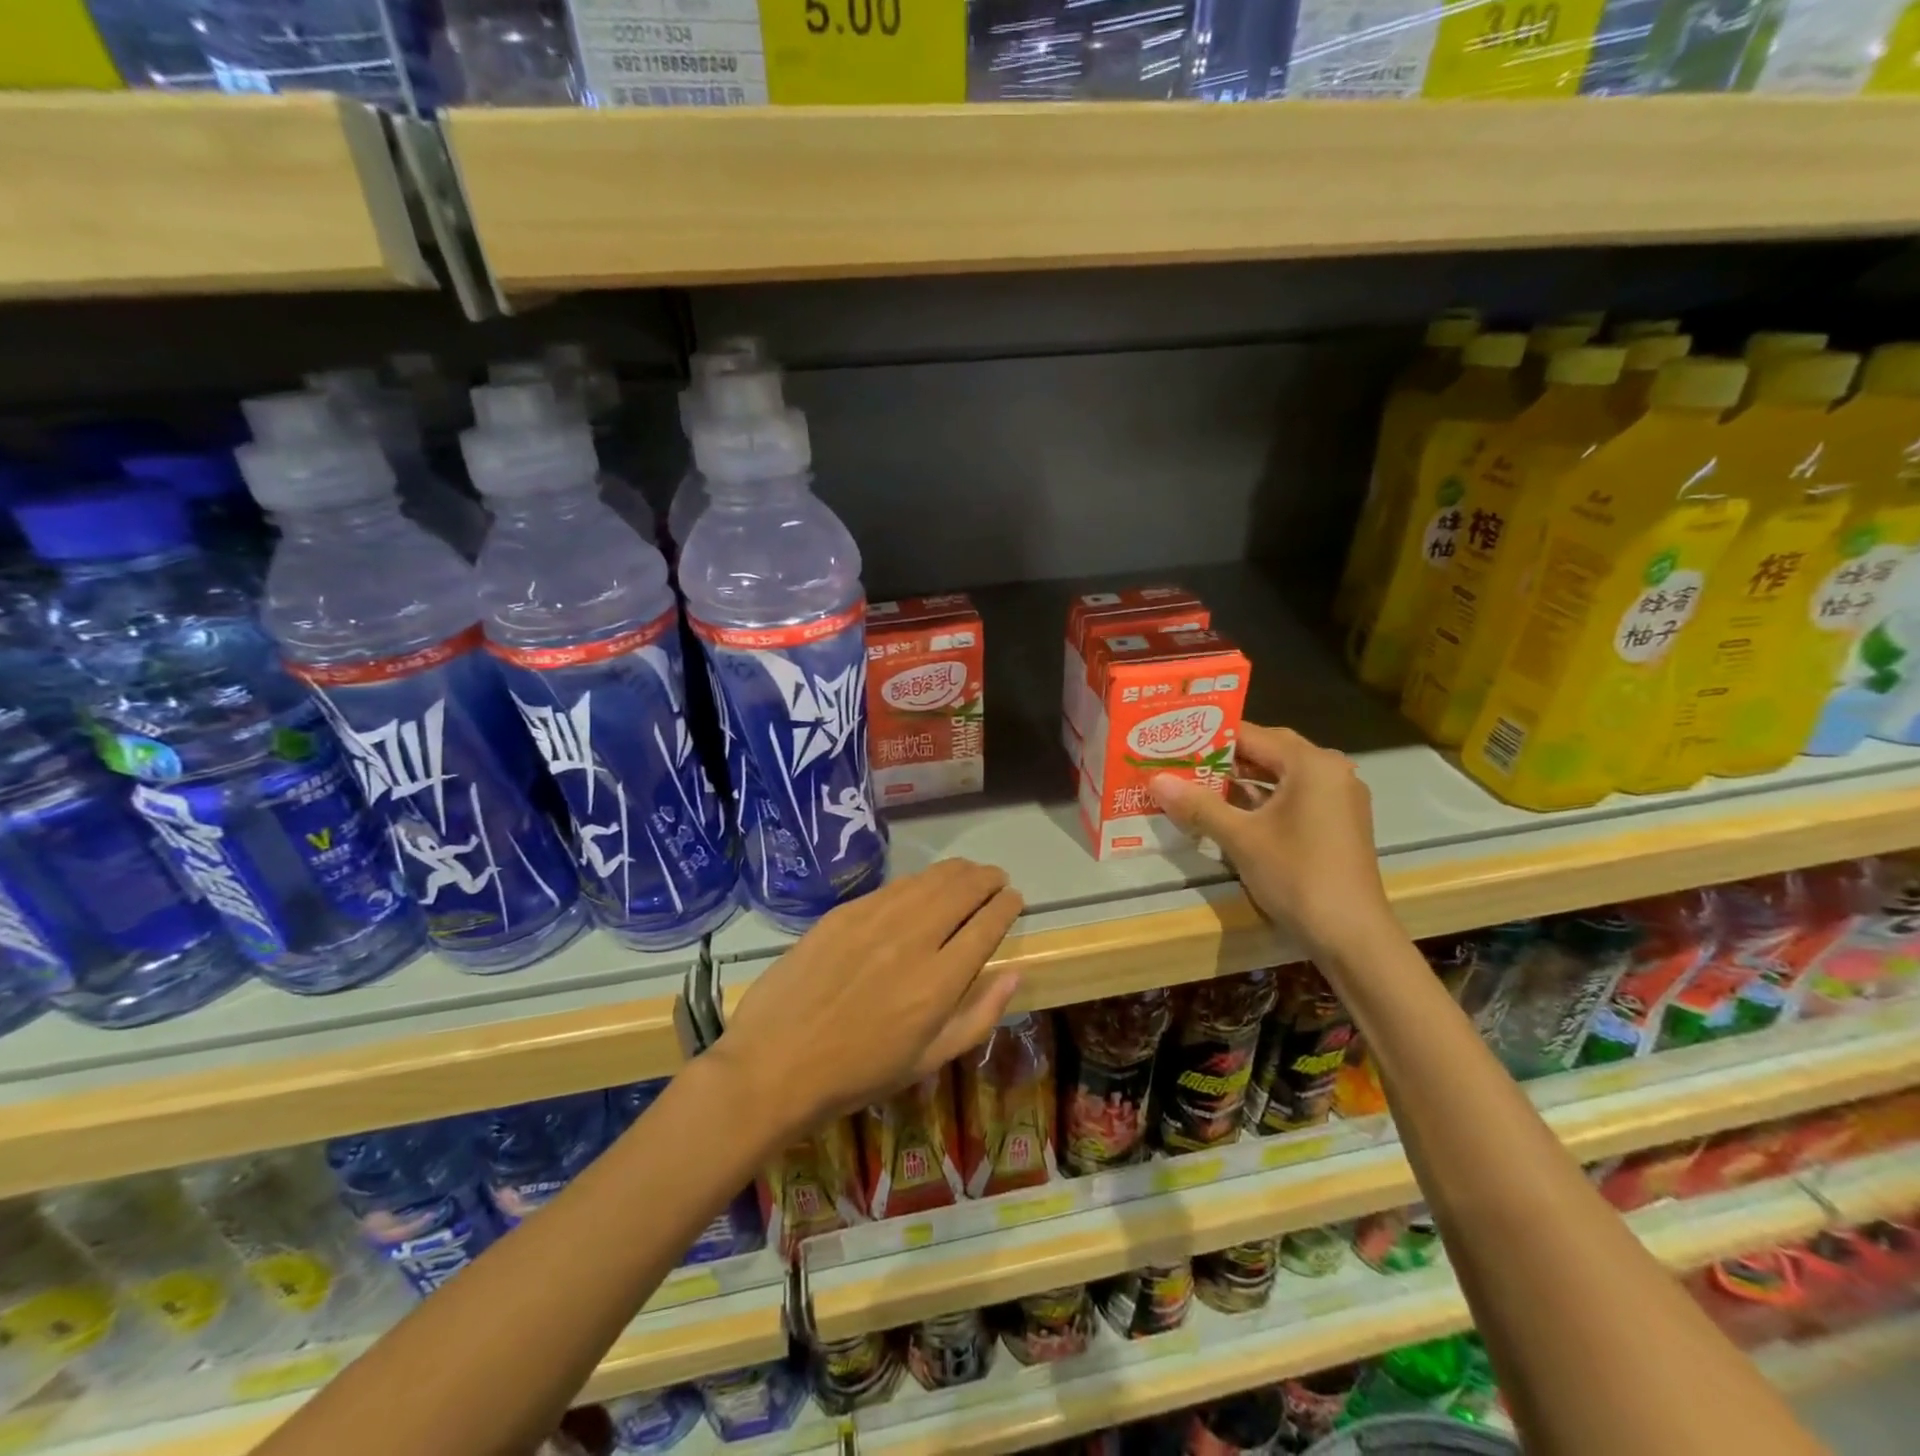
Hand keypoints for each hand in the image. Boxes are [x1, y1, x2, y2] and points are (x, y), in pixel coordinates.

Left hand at [711, 859, 1023, 1142]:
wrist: (775, 1063)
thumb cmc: (858, 1074)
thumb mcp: (928, 1061)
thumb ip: (978, 1017)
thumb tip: (1013, 974)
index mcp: (939, 983)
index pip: (986, 926)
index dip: (1006, 906)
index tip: (1014, 898)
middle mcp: (912, 940)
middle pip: (962, 891)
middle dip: (987, 879)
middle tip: (996, 878)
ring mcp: (875, 920)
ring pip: (929, 880)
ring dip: (957, 872)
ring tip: (969, 872)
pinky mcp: (844, 912)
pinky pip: (894, 886)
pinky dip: (919, 880)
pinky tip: (923, 885)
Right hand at [1150, 723, 1394, 962]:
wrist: (1351, 935)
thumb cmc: (1297, 875)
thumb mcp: (1240, 838)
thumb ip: (1198, 805)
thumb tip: (1155, 780)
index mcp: (1311, 763)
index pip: (1251, 734)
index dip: (1208, 738)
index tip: (1172, 742)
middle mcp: (1330, 769)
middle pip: (1267, 751)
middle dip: (1223, 758)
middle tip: (1179, 761)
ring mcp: (1338, 796)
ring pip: (1280, 775)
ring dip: (1241, 779)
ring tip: (1196, 784)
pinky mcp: (1337, 821)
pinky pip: (1293, 795)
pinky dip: (1262, 799)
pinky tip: (1229, 811)